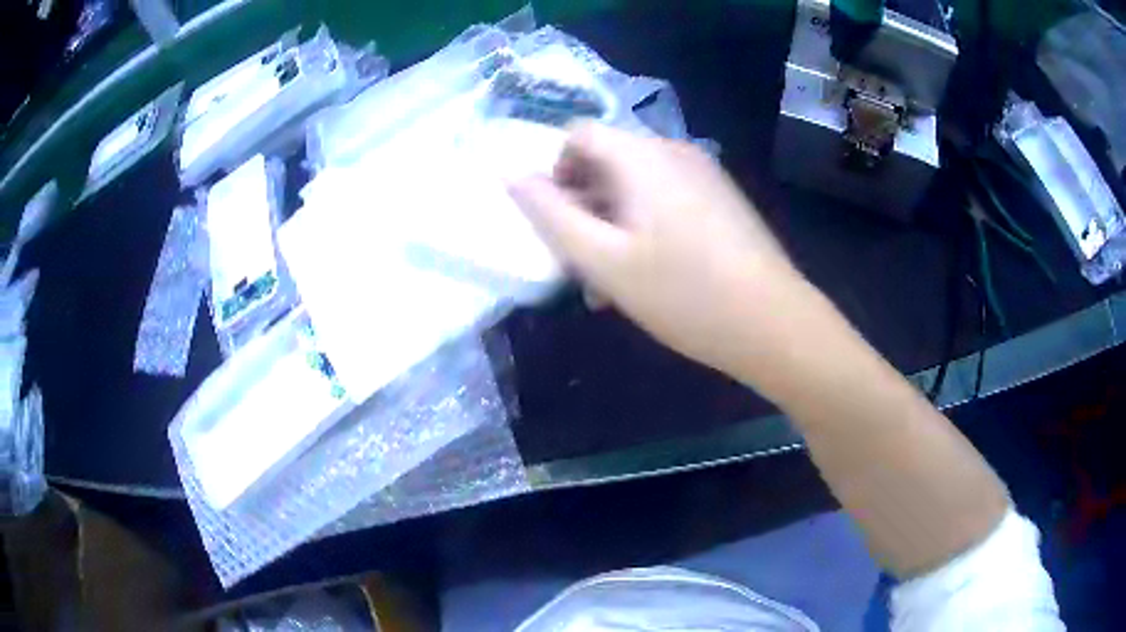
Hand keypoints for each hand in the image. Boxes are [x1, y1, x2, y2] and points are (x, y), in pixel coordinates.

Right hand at [507, 121, 803, 377]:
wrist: (774, 324)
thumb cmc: (683, 293)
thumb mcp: (603, 259)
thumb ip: (549, 214)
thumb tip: (509, 173)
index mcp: (641, 155)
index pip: (578, 135)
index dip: (554, 172)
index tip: (555, 223)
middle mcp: (674, 151)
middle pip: (608, 161)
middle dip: (582, 206)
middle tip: (580, 264)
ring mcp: (704, 175)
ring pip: (637, 187)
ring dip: (611, 225)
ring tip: (610, 284)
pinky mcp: (722, 201)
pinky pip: (667, 201)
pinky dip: (644, 228)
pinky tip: (649, 277)